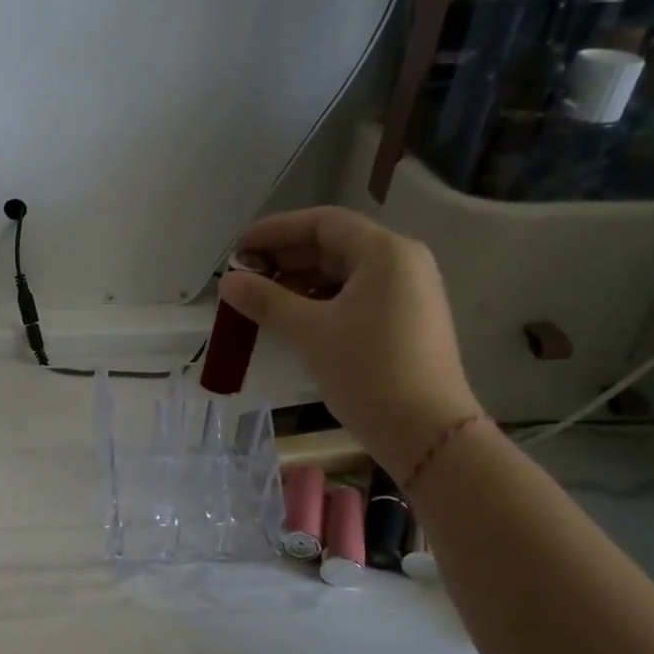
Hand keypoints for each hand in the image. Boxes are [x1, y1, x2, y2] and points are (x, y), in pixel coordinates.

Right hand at [220, 207, 481, 474]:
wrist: (425, 430)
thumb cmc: (368, 371)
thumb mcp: (310, 332)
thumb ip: (266, 300)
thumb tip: (228, 282)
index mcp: (385, 253)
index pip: (323, 223)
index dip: (276, 231)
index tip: (239, 249)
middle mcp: (401, 263)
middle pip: (333, 246)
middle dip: (285, 258)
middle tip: (242, 277)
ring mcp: (407, 293)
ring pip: (343, 274)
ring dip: (299, 282)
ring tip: (259, 300)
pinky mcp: (404, 321)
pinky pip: (354, 297)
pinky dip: (320, 301)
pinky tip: (291, 319)